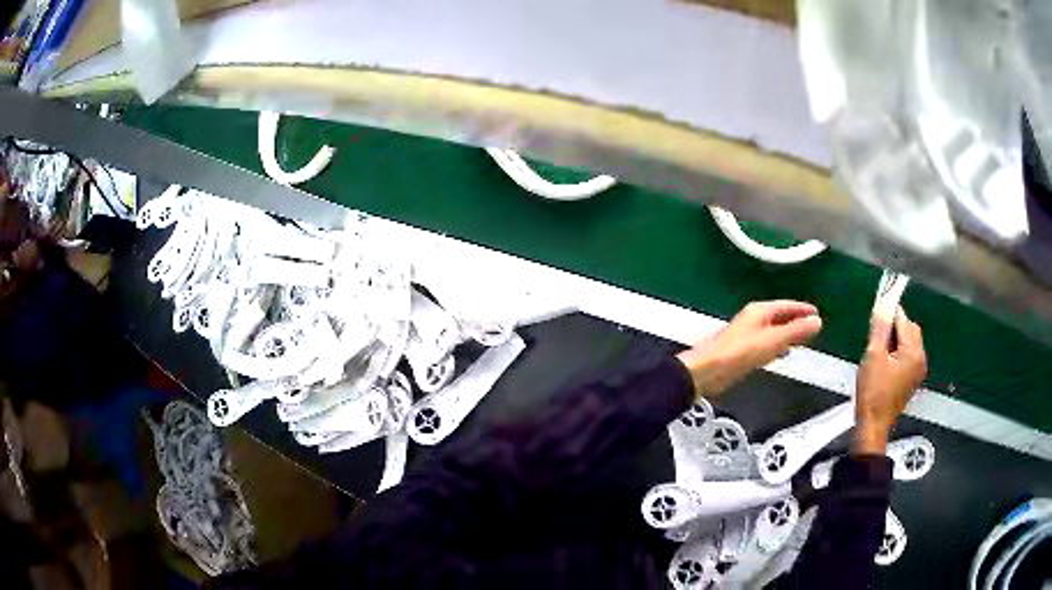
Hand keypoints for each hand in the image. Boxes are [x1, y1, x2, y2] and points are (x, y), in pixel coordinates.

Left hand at [676, 300, 822, 397]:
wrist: (707, 371)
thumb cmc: (740, 353)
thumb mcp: (773, 341)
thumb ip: (795, 331)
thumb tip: (817, 321)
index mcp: (760, 310)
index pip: (787, 305)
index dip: (803, 309)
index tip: (817, 314)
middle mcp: (753, 318)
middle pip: (780, 316)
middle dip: (796, 321)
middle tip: (813, 327)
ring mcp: (747, 333)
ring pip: (773, 330)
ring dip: (787, 334)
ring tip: (802, 341)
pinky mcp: (742, 349)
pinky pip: (766, 342)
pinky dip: (777, 345)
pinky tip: (780, 354)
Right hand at [853, 307, 926, 454]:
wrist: (874, 425)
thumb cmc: (873, 392)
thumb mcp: (873, 356)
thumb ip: (880, 328)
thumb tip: (882, 304)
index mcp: (913, 352)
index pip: (903, 320)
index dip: (889, 314)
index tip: (876, 313)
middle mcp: (921, 358)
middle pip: (910, 329)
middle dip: (895, 327)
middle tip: (876, 336)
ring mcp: (919, 370)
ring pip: (910, 342)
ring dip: (897, 339)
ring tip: (879, 351)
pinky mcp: (913, 379)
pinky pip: (909, 355)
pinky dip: (899, 352)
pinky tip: (885, 362)